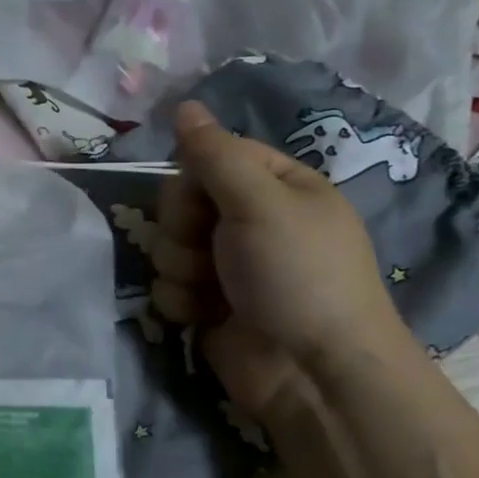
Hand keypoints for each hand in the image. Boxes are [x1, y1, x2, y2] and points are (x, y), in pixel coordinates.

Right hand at [150, 100, 403, 417]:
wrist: (310, 373)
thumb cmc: (297, 275)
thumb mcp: (259, 203)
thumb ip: (214, 154)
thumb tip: (184, 104)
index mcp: (278, 187)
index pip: (213, 158)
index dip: (195, 178)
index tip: (201, 201)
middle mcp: (251, 222)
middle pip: (182, 202)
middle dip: (183, 228)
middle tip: (208, 249)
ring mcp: (227, 266)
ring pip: (168, 245)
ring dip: (180, 268)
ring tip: (210, 290)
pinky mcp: (207, 305)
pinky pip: (167, 286)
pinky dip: (180, 301)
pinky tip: (203, 316)